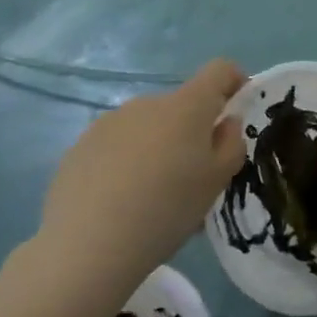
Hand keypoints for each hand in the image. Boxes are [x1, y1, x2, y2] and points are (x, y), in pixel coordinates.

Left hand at [36, 60, 246, 297]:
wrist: (87, 246)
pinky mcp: (80, 146)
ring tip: (151, 194)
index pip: (220, 70)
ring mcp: (109, 122)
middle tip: (192, 176)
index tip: (237, 111)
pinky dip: (126, 162)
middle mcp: (148, 103)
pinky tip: (119, 200)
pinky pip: (117, 145)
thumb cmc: (167, 209)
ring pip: (147, 126)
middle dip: (192, 130)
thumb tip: (225, 122)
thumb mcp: (218, 181)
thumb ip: (231, 143)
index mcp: (187, 106)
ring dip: (158, 146)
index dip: (235, 82)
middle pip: (181, 105)